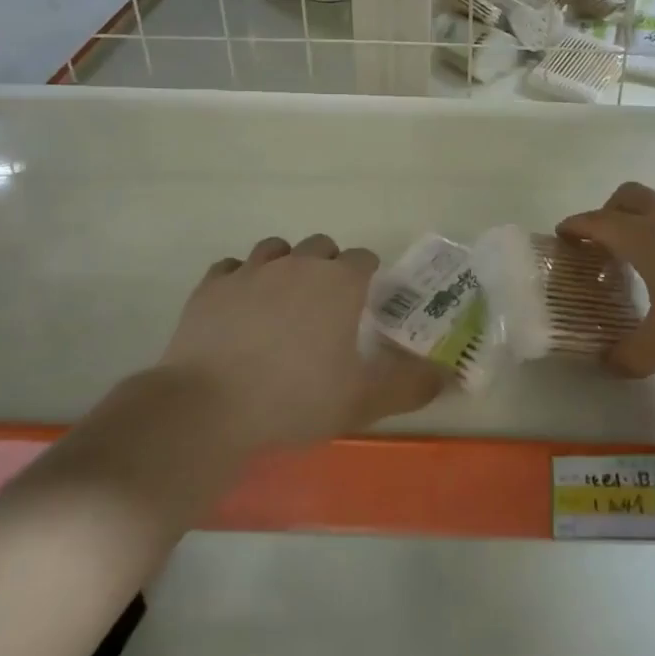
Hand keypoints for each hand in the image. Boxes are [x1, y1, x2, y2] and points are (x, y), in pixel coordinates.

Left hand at [163, 234, 444, 449]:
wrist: (207, 409)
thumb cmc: (295, 399)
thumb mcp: (362, 401)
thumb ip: (410, 386)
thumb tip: (446, 376)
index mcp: (338, 282)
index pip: (364, 258)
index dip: (368, 275)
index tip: (366, 300)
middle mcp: (297, 264)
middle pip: (321, 246)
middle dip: (329, 266)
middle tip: (326, 304)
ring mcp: (250, 271)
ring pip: (276, 249)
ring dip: (285, 265)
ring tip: (283, 299)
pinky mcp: (211, 286)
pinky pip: (232, 267)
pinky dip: (241, 279)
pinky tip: (240, 305)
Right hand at [558, 182, 654, 377]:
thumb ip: (632, 356)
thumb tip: (609, 366)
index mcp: (642, 236)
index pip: (598, 222)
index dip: (576, 226)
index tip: (562, 234)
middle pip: (627, 195)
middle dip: (608, 212)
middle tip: (603, 241)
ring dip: (641, 217)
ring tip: (642, 252)